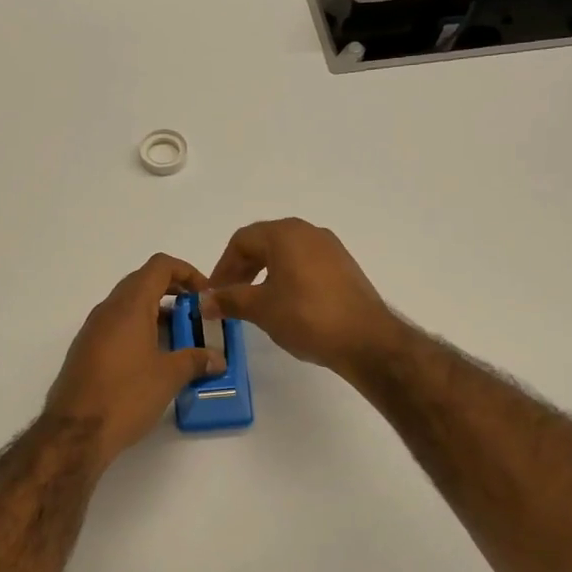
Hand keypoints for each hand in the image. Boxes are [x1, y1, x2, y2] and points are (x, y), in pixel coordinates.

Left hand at [46, 254, 225, 462]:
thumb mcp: (169, 377)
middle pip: (143, 282)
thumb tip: (217, 358)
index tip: (205, 295)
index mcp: (129, 306)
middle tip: (195, 316)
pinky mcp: (85, 351)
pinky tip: (153, 360)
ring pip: (129, 306)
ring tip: (180, 340)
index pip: (159, 266)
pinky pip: (117, 327)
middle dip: (173, 293)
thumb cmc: (126, 396)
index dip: (187, 272)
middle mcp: (108, 310)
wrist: (74, 433)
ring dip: (156, 314)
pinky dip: (139, 331)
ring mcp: (93, 330)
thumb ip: (196, 360)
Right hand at [206, 218, 405, 379]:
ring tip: (254, 303)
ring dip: (263, 274)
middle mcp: (308, 232)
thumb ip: (229, 300)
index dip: (222, 267)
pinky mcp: (344, 267)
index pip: (242, 241)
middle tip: (229, 297)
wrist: (366, 339)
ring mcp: (330, 248)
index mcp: (285, 233)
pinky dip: (287, 279)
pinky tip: (285, 305)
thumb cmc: (307, 316)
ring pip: (285, 254)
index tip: (213, 293)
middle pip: (264, 243)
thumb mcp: (261, 309)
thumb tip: (205, 301)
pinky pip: (305, 265)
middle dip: (242, 269)